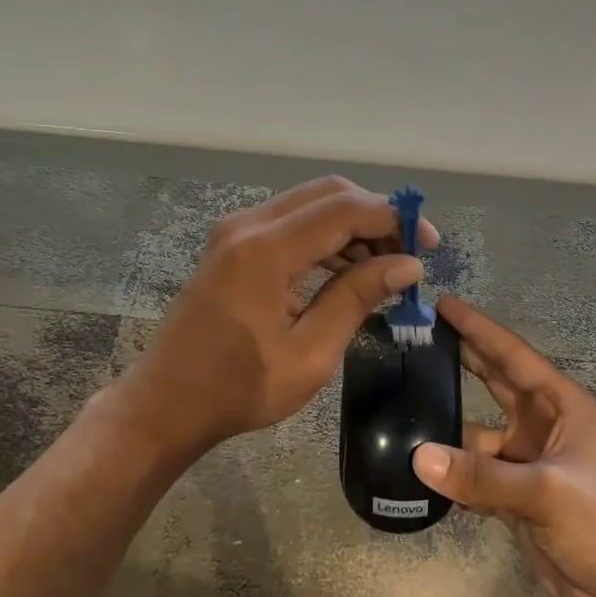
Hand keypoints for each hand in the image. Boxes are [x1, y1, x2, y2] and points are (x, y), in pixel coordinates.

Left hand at [116, 177, 438, 453]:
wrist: (167, 403)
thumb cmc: (238, 389)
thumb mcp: (310, 354)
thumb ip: (357, 299)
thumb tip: (408, 265)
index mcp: (265, 251)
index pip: (344, 209)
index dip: (393, 219)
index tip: (428, 245)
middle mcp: (248, 225)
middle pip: (329, 193)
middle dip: (376, 215)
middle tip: (409, 253)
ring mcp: (236, 230)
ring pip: (311, 203)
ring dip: (353, 225)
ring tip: (385, 267)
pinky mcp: (234, 243)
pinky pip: (292, 222)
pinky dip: (327, 236)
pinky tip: (349, 270)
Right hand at [412, 296, 595, 596]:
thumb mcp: (545, 492)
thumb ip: (481, 476)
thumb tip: (417, 457)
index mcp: (560, 406)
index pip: (512, 355)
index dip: (478, 328)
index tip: (442, 303)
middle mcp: (541, 424)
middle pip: (494, 381)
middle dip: (461, 357)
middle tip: (417, 336)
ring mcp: (526, 460)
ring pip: (477, 430)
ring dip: (447, 421)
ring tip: (401, 402)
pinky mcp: (514, 495)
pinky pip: (473, 471)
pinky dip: (449, 467)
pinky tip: (415, 462)